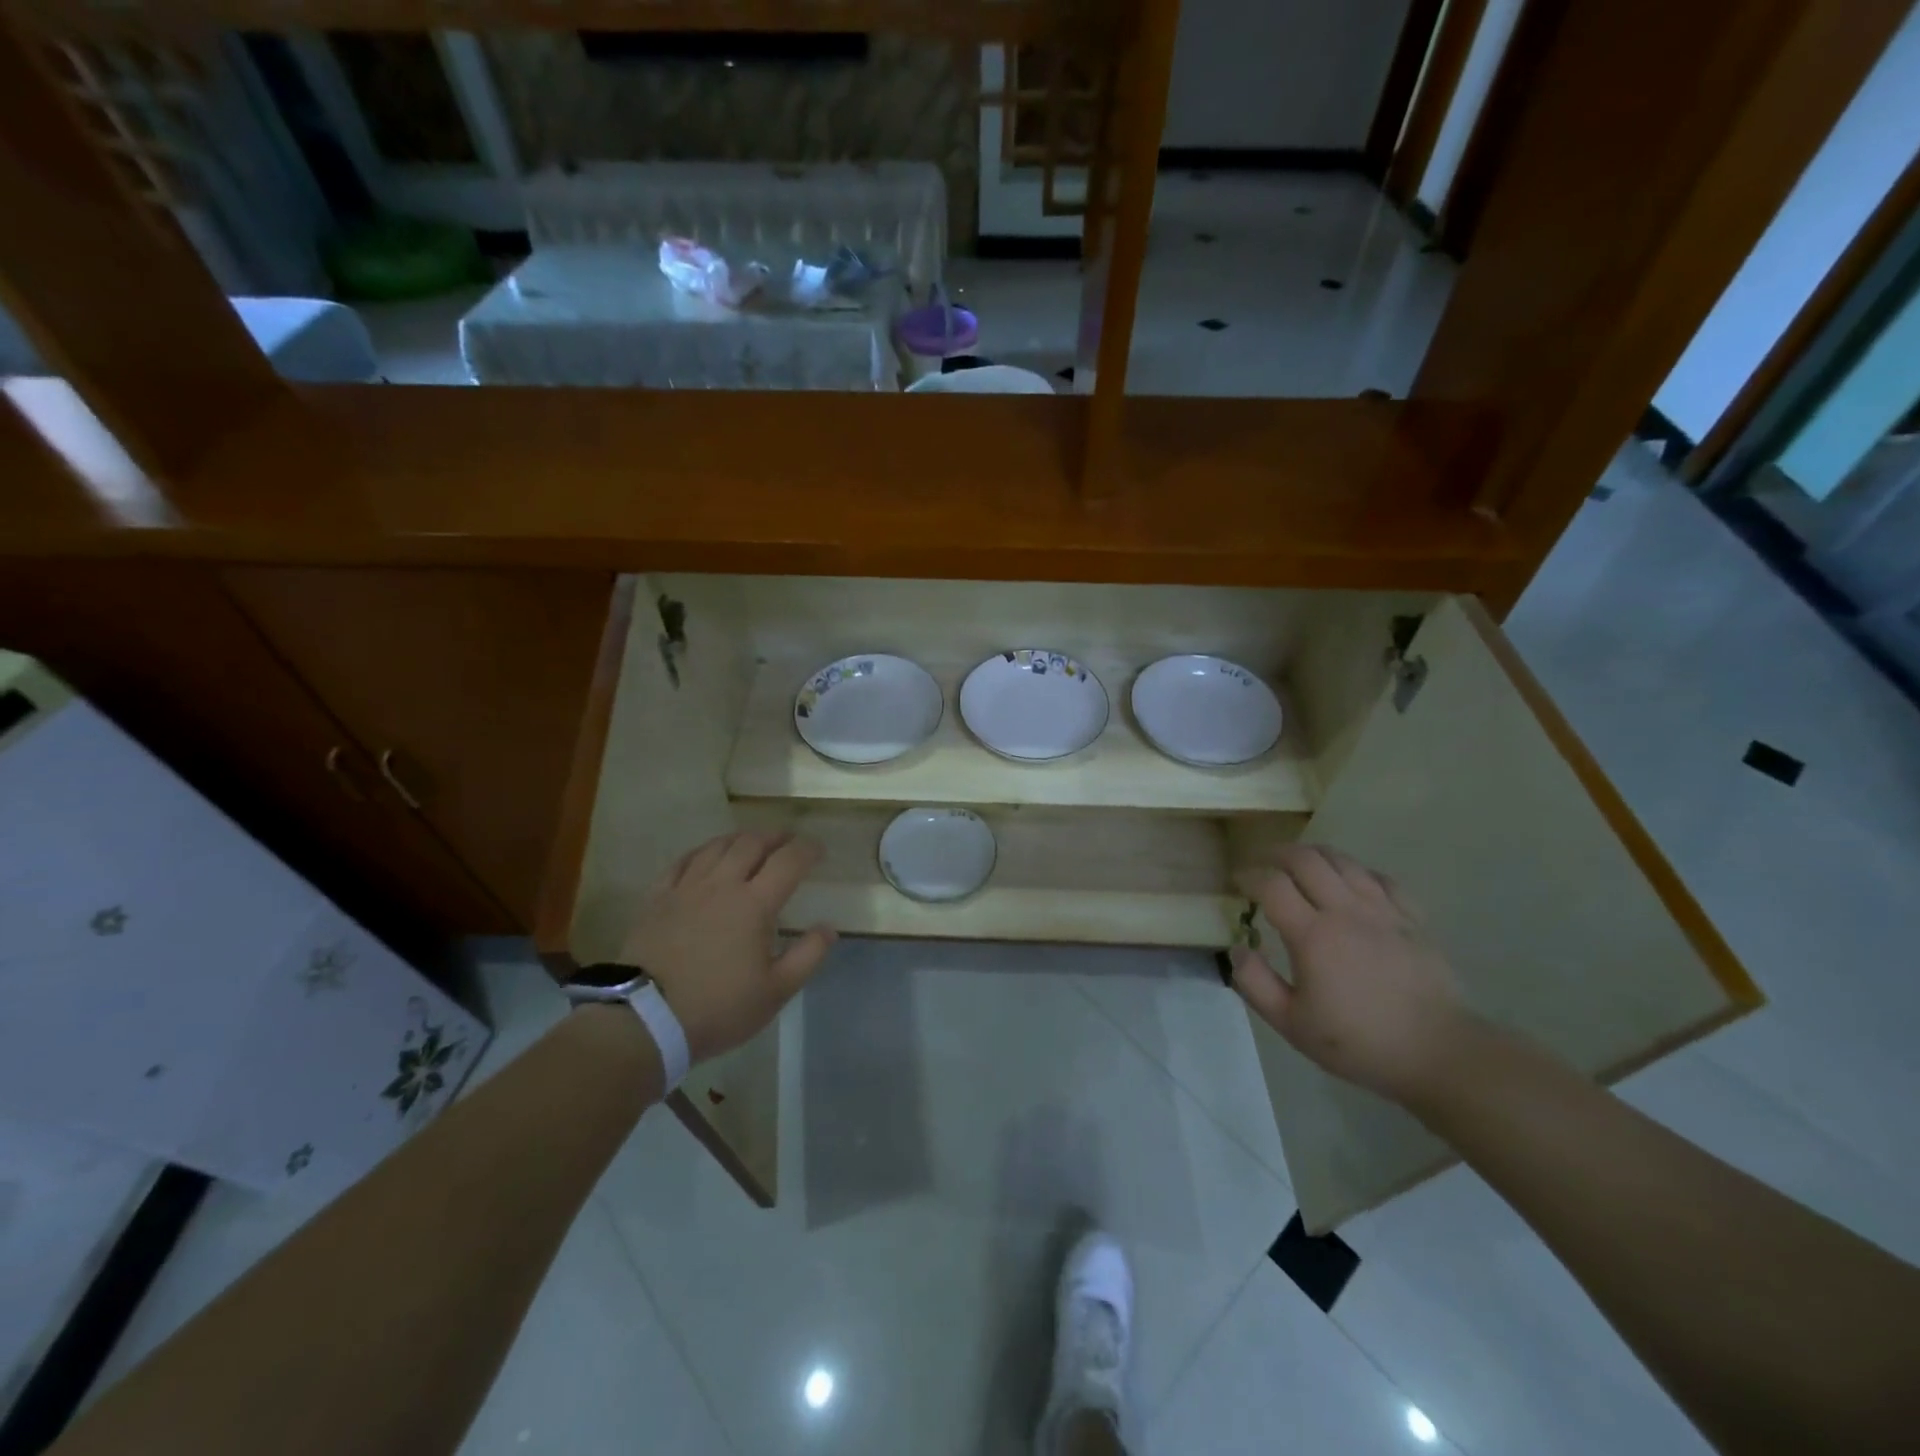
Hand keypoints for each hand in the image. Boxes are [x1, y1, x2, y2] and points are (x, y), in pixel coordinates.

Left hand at [621, 830, 836, 1063]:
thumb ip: (808, 955)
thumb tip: (828, 927)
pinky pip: (683, 861)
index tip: (818, 850)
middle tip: (788, 841)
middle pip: (752, 843)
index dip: (807, 849)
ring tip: (752, 843)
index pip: (788, 861)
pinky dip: (702, 852)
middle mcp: (722, 884)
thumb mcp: (775, 991)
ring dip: (741, 838)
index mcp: (755, 904)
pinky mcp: (657, 898)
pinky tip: (706, 856)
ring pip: (717, 846)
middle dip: (775, 836)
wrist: (645, 1019)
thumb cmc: (718, 1007)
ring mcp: (686, 888)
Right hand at [1230, 844, 1471, 1105]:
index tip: (1237, 882)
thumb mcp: (1292, 1024)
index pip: (1271, 884)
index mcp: (1313, 935)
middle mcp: (1346, 911)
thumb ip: (1255, 984)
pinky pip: (1379, 877)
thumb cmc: (1359, 1042)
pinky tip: (1349, 884)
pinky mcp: (1412, 918)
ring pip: (1342, 860)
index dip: (1249, 876)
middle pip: (1305, 859)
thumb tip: (1236, 949)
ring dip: (1313, 855)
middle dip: (1276, 854)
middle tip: (1263, 864)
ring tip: (1299, 866)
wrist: (1437, 1053)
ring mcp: (1383, 910)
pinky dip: (1355, 872)